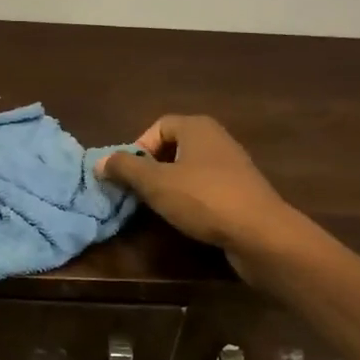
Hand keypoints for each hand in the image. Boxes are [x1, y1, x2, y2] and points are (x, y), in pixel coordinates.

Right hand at [96, 115, 299, 275]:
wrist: (260, 233)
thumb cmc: (204, 199)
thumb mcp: (155, 183)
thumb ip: (125, 169)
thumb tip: (100, 161)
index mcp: (197, 127)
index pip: (158, 125)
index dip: (139, 148)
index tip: (131, 175)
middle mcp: (217, 139)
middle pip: (173, 147)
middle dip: (152, 169)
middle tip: (140, 193)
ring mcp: (232, 165)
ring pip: (190, 169)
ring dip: (171, 186)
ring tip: (160, 208)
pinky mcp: (241, 191)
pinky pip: (207, 188)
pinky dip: (192, 199)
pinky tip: (187, 218)